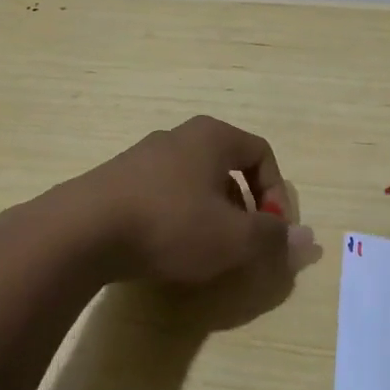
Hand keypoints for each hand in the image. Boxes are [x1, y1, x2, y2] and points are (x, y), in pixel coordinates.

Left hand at [69, 116, 315, 286]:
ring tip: (204, 252)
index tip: (273, 231)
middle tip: (242, 244)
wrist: (80, 232)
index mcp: (211, 137)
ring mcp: (142, 157)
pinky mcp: (115, 180)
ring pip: (194, 183)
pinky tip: (165, 250)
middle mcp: (178, 137)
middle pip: (227, 168)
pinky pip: (162, 195)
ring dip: (210, 216)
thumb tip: (308, 239)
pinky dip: (176, 219)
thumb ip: (273, 238)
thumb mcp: (233, 238)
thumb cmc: (170, 224)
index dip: (277, 193)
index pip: (261, 153)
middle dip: (243, 208)